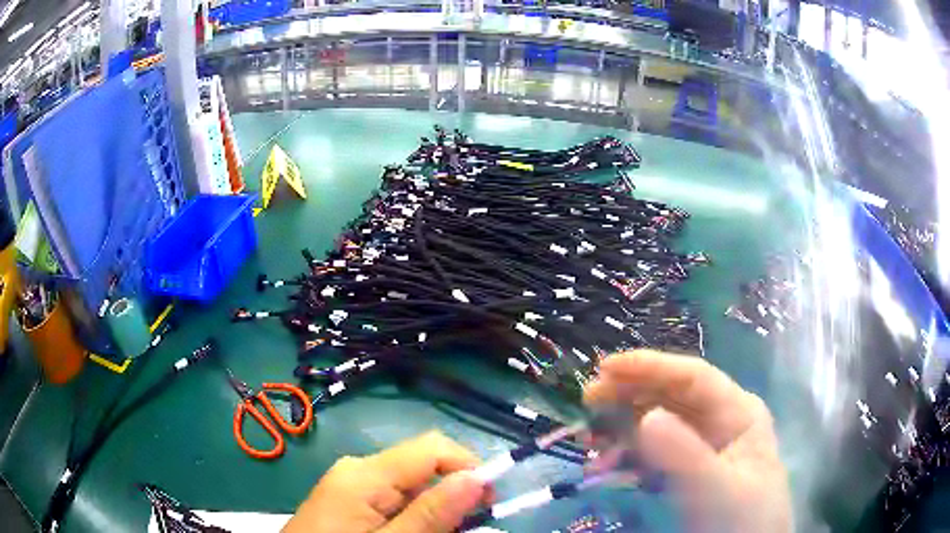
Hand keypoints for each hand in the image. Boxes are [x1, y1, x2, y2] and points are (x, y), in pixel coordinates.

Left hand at [283, 431, 486, 532]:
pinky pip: (392, 497)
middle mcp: (357, 468)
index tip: (488, 504)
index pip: (433, 447)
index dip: (468, 467)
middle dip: (451, 495)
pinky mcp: (348, 498)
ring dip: (434, 509)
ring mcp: (350, 483)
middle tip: (459, 531)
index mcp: (364, 473)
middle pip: (422, 466)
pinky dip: (413, 514)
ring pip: (411, 485)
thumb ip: (432, 513)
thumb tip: (478, 477)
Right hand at [584, 350, 791, 532]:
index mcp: (738, 411)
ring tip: (592, 434)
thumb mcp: (716, 489)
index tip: (606, 368)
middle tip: (589, 397)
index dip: (650, 367)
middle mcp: (721, 420)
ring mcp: (704, 444)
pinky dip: (631, 452)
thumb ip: (684, 455)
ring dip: (626, 423)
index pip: (693, 377)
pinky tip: (609, 460)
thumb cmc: (740, 520)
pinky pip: (657, 449)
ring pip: (662, 420)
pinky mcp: (689, 467)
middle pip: (674, 394)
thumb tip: (645, 416)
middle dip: (632, 392)